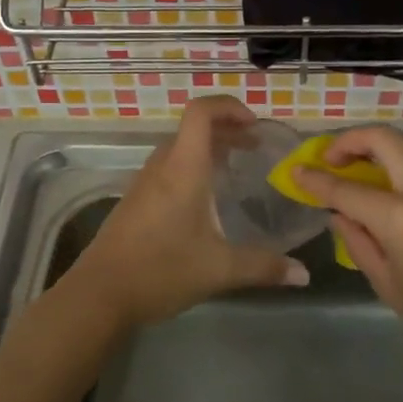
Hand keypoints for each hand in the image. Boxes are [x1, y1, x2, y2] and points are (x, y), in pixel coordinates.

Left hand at [63, 95, 310, 332]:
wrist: (99, 295)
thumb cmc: (161, 270)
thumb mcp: (219, 270)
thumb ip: (264, 267)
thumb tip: (303, 275)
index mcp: (183, 169)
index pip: (201, 112)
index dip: (229, 106)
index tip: (255, 125)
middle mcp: (162, 167)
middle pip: (193, 128)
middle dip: (227, 129)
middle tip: (256, 148)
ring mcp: (144, 183)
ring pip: (179, 148)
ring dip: (208, 149)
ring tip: (236, 170)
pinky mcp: (135, 201)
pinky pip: (168, 168)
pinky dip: (192, 168)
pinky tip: (206, 202)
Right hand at [295, 127, 402, 368]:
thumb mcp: (389, 286)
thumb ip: (358, 243)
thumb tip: (340, 215)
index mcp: (401, 219)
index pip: (347, 189)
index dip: (316, 180)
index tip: (297, 172)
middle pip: (384, 140)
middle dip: (350, 140)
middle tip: (330, 158)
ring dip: (380, 143)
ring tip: (360, 163)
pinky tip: (392, 182)